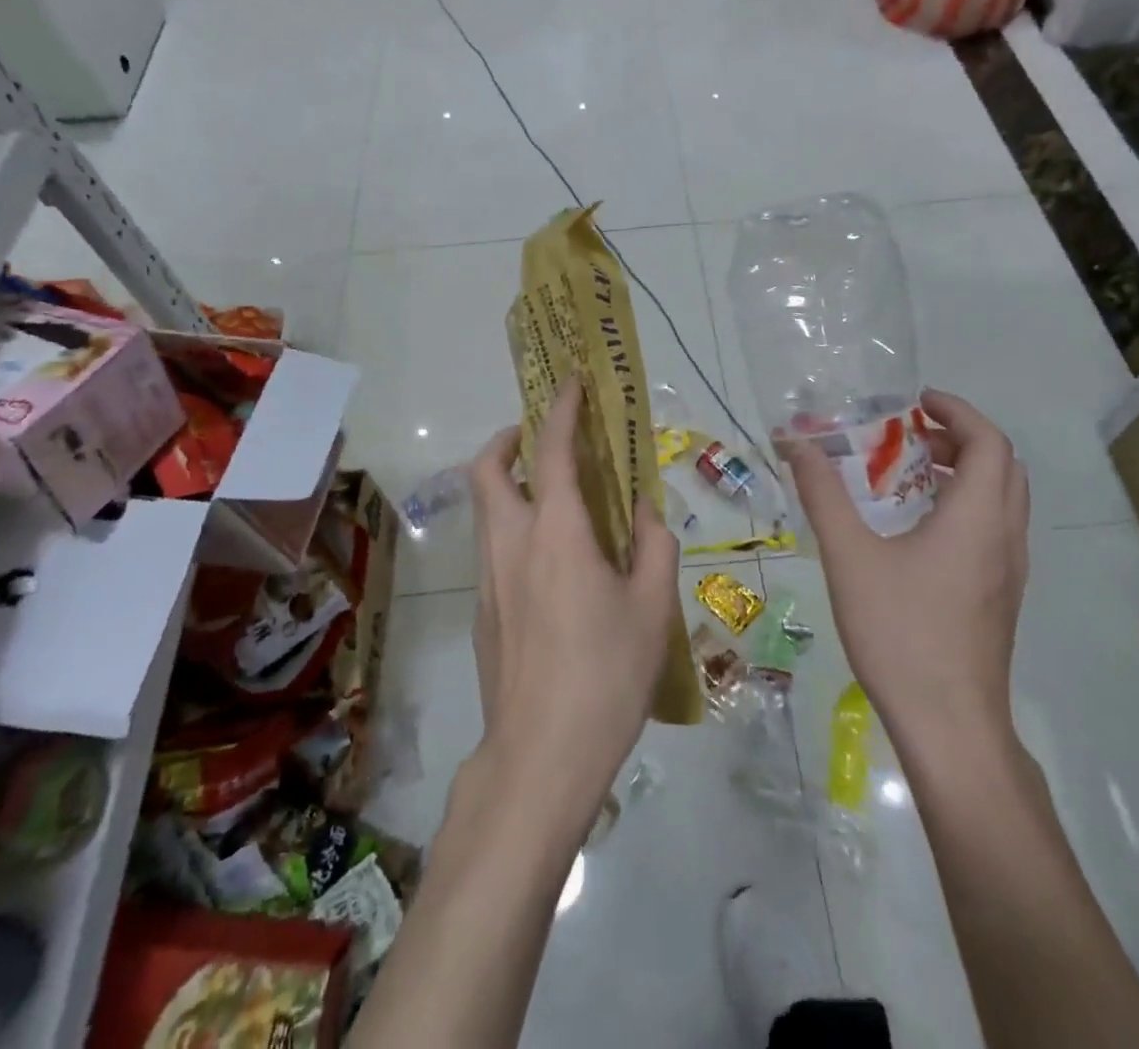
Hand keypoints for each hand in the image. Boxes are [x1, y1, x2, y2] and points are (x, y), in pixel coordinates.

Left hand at [468, 377, 679, 823]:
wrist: (541, 757)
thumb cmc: (607, 675)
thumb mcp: (653, 608)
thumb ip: (655, 546)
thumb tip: (647, 511)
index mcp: (556, 532)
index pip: (552, 449)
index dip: (561, 408)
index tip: (572, 382)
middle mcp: (511, 542)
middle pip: (487, 469)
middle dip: (507, 439)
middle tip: (542, 441)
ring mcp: (489, 578)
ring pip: (485, 509)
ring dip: (509, 484)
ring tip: (556, 500)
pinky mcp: (483, 611)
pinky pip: (492, 547)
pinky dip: (513, 528)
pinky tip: (552, 565)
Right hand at [782, 390, 1028, 738]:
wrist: (949, 725)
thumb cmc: (900, 632)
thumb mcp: (849, 556)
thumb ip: (823, 494)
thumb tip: (796, 444)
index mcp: (977, 518)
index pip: (988, 441)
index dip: (956, 411)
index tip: (915, 402)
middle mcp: (1004, 536)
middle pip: (1002, 465)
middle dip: (960, 437)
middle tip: (909, 433)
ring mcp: (1008, 570)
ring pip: (1002, 498)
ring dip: (964, 470)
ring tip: (908, 472)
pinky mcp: (1000, 595)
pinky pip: (993, 527)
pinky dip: (965, 503)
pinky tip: (916, 527)